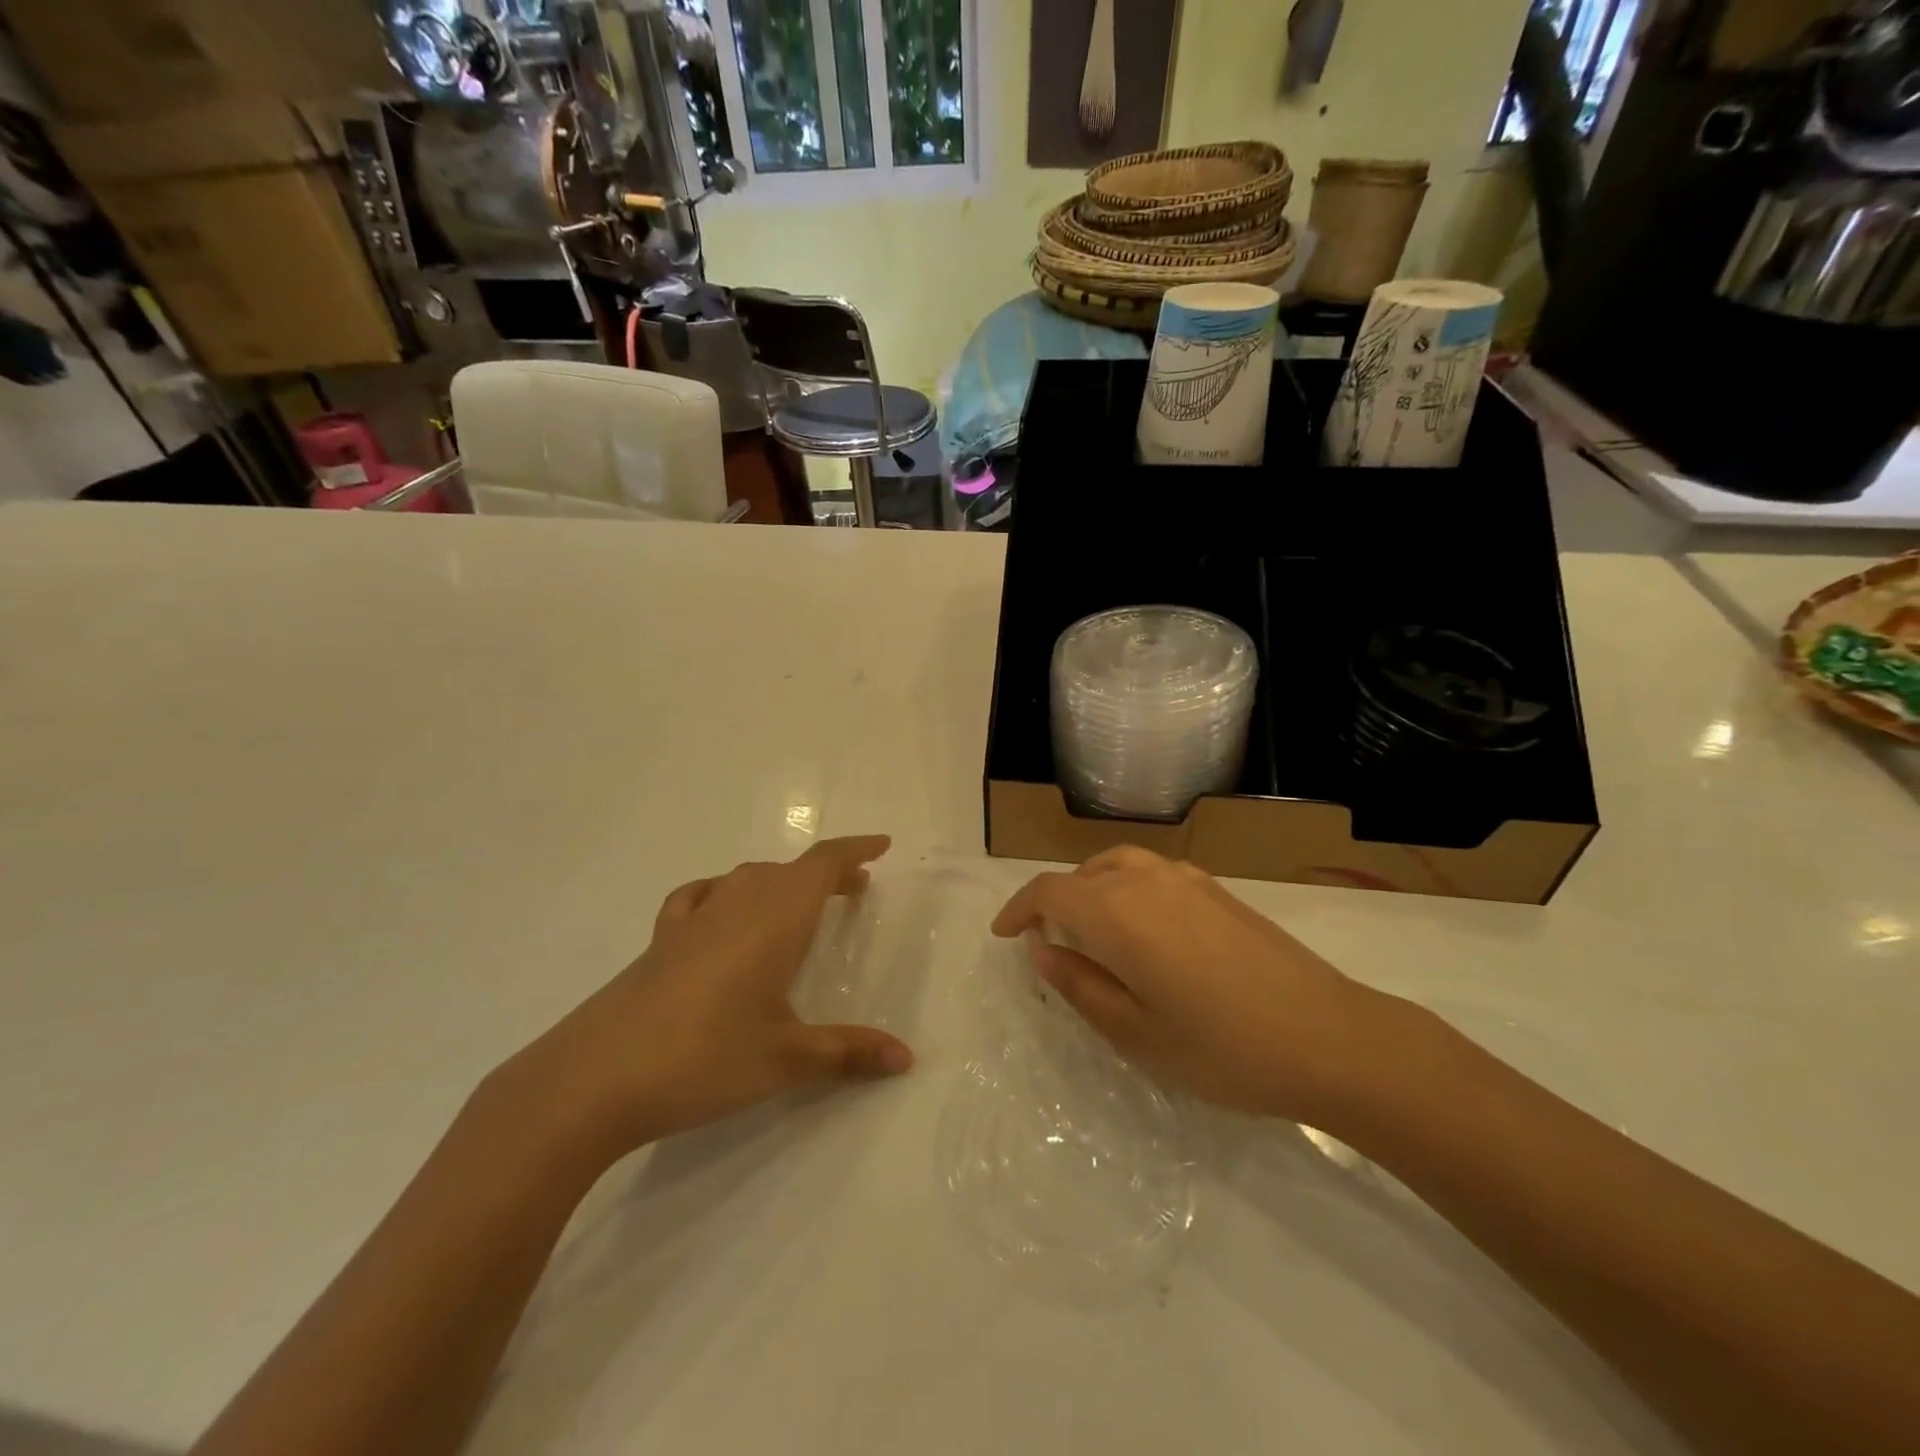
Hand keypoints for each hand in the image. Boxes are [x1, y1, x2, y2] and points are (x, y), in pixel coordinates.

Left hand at [498, 836, 913, 1165]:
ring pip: (745, 879)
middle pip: (787, 870)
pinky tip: (719, 914)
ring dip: (780, 882)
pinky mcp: (659, 942)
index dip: (853, 850)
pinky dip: (723, 893)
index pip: (821, 865)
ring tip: (797, 905)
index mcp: (773, 920)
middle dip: (825, 873)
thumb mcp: (785, 1060)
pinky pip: (699, 898)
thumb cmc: (704, 1059)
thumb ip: (848, 1053)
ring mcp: (692, 921)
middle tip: (853, 891)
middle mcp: (735, 906)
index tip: (881, 845)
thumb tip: (907, 1057)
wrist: (593, 1080)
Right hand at [992, 846, 1379, 1123]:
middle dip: (1056, 901)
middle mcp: (1147, 880)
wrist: (1330, 1038)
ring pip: (1119, 865)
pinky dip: (1128, 887)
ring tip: (1091, 928)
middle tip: (1049, 942)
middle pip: (1083, 874)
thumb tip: (1042, 950)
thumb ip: (1080, 985)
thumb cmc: (1223, 1048)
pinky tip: (1146, 929)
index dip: (1019, 908)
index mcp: (1118, 912)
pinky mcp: (1218, 889)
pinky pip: (1153, 872)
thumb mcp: (1136, 1033)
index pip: (1049, 891)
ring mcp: (1187, 879)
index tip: (1004, 934)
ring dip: (1092, 888)